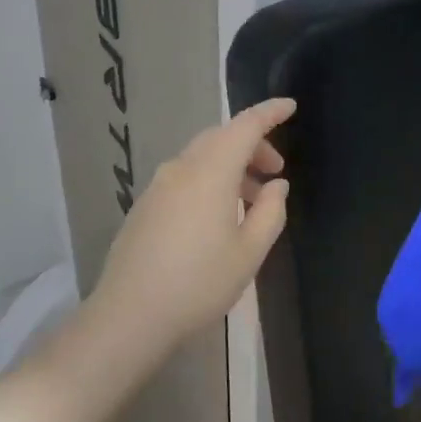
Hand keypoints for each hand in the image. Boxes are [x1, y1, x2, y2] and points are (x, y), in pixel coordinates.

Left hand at [88, 99, 295, 356]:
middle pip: (221, 138)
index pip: (245, 126)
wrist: (130, 314)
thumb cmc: (199, 283)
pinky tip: (218, 217)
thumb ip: (271, 212)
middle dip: (252, 146)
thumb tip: (276, 186)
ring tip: (251, 202)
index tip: (290, 106)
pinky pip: (185, 177)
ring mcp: (158, 186)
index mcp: (211, 172)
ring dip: (231, 167)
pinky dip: (209, 181)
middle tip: (275, 173)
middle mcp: (181, 168)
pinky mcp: (145, 205)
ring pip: (202, 158)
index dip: (269, 112)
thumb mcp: (249, 252)